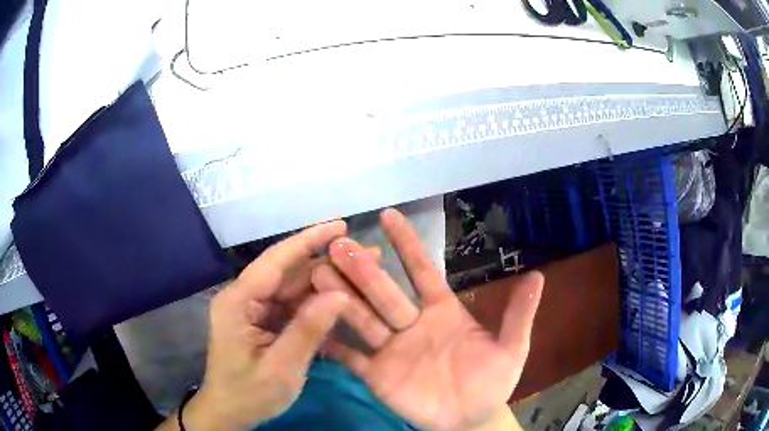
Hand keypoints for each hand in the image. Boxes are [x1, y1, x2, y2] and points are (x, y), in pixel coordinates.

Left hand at [185, 221, 353, 429]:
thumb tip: (340, 295)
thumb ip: (307, 330)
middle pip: (287, 272)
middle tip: (365, 254)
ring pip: (292, 288)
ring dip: (324, 282)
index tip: (340, 225)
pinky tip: (340, 301)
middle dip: (325, 262)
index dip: (308, 240)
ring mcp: (253, 310)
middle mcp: (244, 298)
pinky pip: (292, 306)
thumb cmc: (249, 394)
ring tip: (360, 274)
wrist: (229, 413)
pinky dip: (316, 305)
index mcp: (238, 302)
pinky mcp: (262, 322)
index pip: (275, 261)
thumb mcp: (281, 368)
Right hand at [313, 209, 542, 430]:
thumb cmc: (491, 382)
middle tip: (339, 244)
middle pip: (384, 291)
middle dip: (363, 269)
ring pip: (362, 317)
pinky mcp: (377, 374)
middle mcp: (411, 323)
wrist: (470, 419)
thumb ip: (519, 314)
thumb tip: (538, 276)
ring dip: (340, 298)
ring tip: (317, 275)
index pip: (421, 270)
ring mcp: (391, 349)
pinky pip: (351, 357)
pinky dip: (332, 344)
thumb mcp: (511, 348)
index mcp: (442, 311)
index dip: (407, 244)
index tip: (388, 215)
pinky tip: (311, 325)